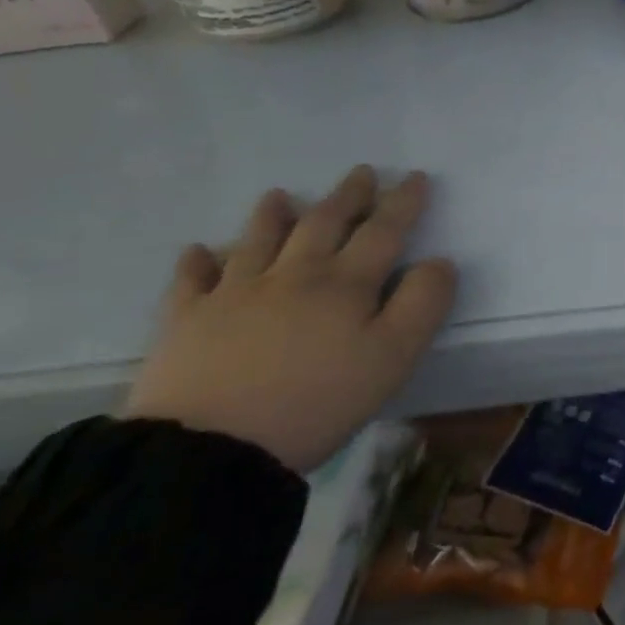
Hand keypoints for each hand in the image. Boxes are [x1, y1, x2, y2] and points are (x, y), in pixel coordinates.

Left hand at [124, 166, 456, 473]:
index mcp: (345, 284)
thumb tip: (438, 262)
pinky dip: (196, 263)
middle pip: (323, 224)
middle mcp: (293, 275)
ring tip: (278, 195)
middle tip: (360, 173)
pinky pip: (190, 283)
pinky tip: (197, 251)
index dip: (402, 202)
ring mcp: (234, 295)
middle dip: (347, 197)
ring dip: (271, 216)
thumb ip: (423, 303)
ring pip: (257, 242)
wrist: (209, 451)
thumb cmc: (316, 402)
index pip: (383, 231)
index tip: (414, 177)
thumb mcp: (394, 358)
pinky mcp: (186, 323)